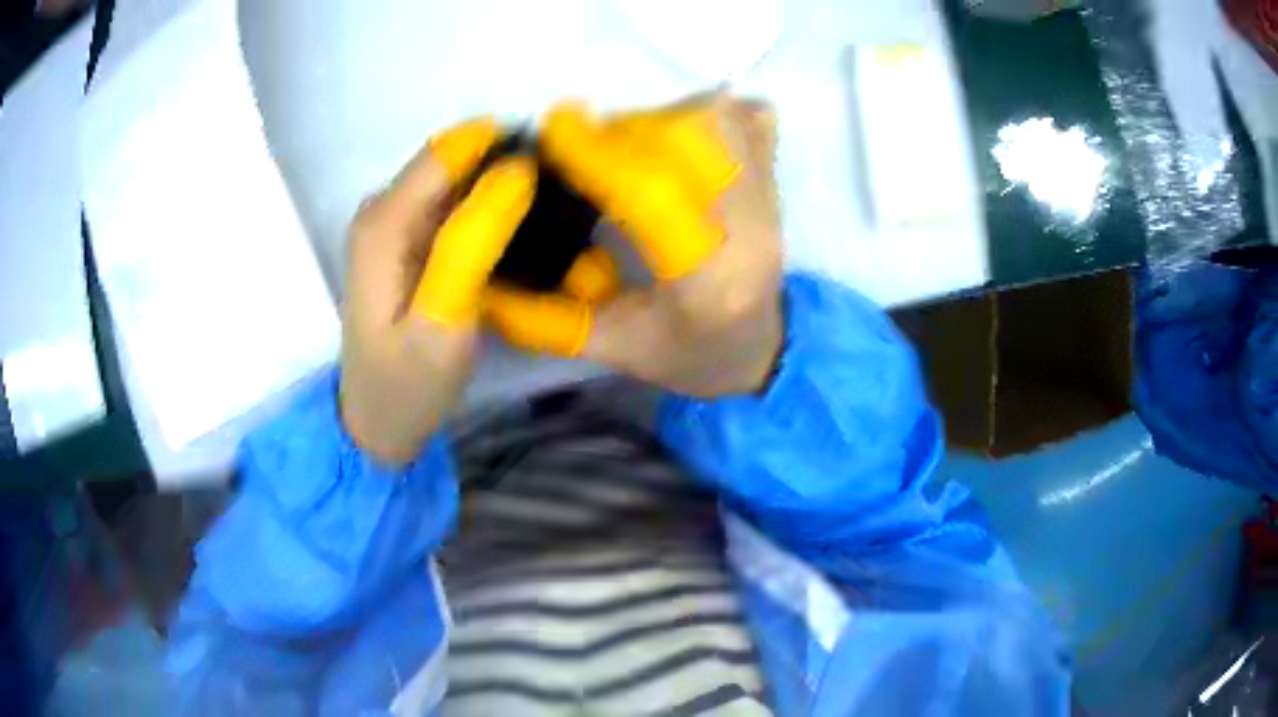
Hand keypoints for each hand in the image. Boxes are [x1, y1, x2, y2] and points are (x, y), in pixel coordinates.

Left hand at [341, 118, 535, 465]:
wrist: (378, 423)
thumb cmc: (408, 384)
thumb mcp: (443, 320)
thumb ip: (471, 242)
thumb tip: (516, 172)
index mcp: (384, 222)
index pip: (450, 150)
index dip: (503, 148)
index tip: (558, 168)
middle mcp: (383, 209)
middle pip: (453, 161)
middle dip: (506, 167)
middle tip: (562, 200)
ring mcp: (393, 225)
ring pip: (456, 181)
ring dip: (500, 189)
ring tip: (549, 218)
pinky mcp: (405, 242)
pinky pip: (452, 207)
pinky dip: (487, 211)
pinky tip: (518, 236)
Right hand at [486, 97, 783, 396]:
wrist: (763, 350)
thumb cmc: (690, 355)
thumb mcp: (614, 349)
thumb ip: (545, 321)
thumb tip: (484, 283)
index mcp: (707, 283)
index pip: (651, 194)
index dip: (597, 152)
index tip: (555, 126)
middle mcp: (751, 232)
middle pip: (689, 139)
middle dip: (627, 130)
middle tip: (593, 147)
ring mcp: (774, 201)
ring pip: (721, 121)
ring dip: (665, 116)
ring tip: (634, 143)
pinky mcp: (780, 182)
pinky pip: (754, 119)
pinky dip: (713, 113)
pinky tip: (684, 134)